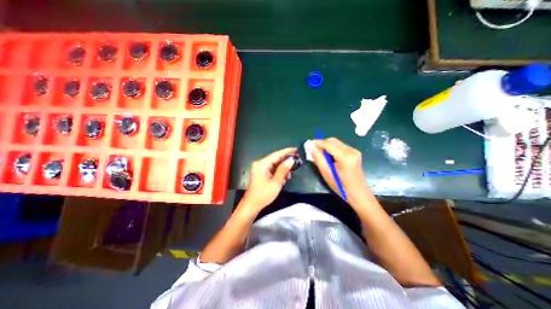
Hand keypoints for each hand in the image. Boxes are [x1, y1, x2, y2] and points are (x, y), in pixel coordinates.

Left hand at [241, 146, 296, 212]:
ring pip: (275, 164)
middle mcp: (260, 163)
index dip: (287, 151)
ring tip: (289, 175)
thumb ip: (284, 169)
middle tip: (297, 162)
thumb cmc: (263, 195)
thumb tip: (291, 160)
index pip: (276, 154)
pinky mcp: (262, 173)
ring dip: (283, 168)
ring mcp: (260, 168)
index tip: (296, 149)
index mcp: (262, 164)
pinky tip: (284, 178)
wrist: (252, 205)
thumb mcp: (276, 182)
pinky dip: (279, 172)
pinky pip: (273, 169)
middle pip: (276, 158)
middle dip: (286, 161)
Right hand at [312, 138, 372, 203]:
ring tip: (321, 155)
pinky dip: (332, 149)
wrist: (358, 193)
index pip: (328, 144)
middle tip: (313, 150)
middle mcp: (351, 150)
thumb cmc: (341, 185)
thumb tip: (310, 146)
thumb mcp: (326, 173)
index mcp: (345, 156)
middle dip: (322, 143)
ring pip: (336, 143)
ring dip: (327, 146)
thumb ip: (318, 158)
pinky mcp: (355, 153)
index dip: (317, 143)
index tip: (308, 144)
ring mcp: (354, 151)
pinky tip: (329, 157)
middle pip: (333, 141)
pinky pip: (340, 146)